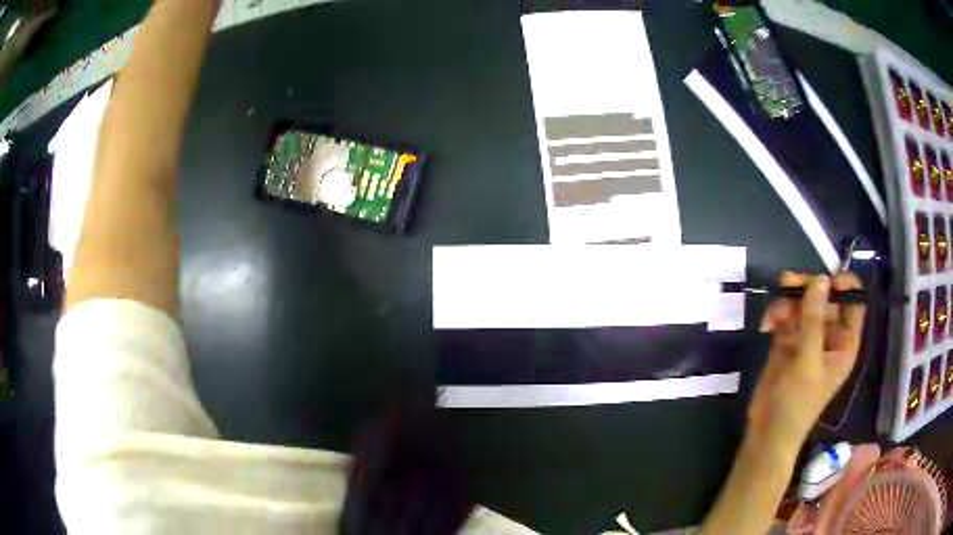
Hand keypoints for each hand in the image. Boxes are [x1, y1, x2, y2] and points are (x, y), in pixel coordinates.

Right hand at [748, 273, 865, 449]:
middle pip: (825, 298)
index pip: (853, 303)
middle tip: (788, 284)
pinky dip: (776, 314)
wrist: (767, 432)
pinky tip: (767, 323)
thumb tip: (820, 278)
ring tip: (773, 313)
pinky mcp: (788, 342)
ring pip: (803, 304)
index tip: (824, 279)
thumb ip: (814, 320)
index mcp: (844, 343)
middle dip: (807, 290)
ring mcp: (808, 339)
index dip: (843, 286)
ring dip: (788, 302)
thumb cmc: (797, 403)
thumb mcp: (808, 362)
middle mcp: (829, 336)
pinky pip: (786, 316)